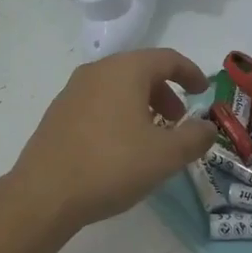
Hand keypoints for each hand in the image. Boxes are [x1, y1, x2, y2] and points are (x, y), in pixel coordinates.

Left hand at [9, 49, 215, 234]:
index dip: (190, 73)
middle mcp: (98, 70)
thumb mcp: (165, 155)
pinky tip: (120, 146)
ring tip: (151, 136)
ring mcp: (73, 90)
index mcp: (126, 70)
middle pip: (141, 70)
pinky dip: (118, 113)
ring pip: (118, 86)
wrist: (44, 194)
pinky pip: (98, 101)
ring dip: (141, 104)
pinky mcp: (58, 112)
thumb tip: (207, 127)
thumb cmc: (111, 165)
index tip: (204, 91)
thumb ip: (194, 137)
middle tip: (178, 120)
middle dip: (165, 92)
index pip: (167, 58)